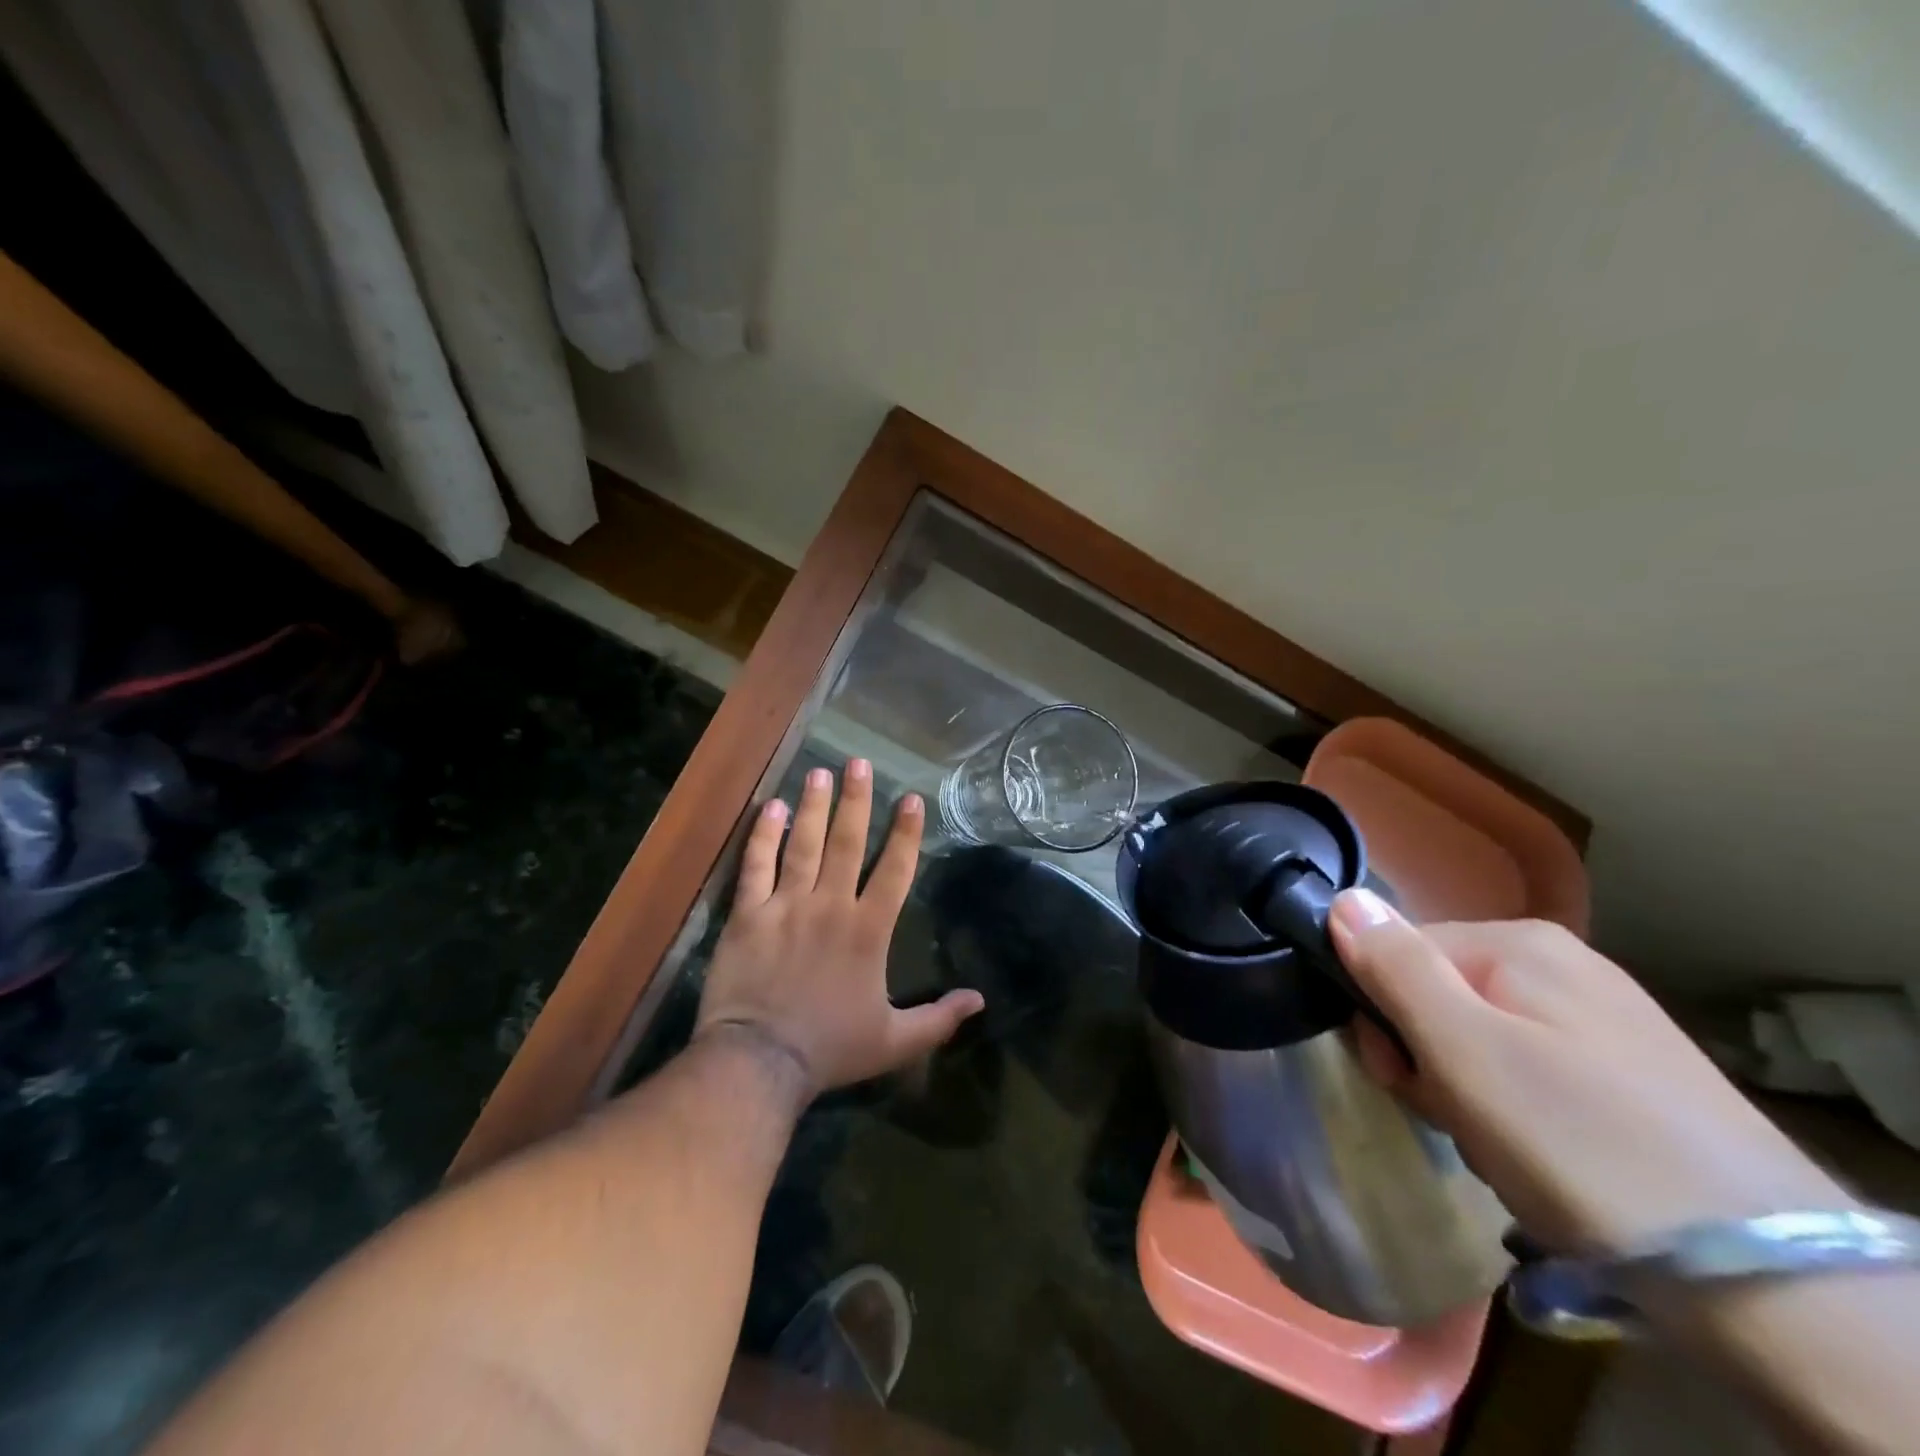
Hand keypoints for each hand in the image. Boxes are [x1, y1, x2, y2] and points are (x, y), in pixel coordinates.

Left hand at [695, 759, 984, 1100]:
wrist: (760, 1061)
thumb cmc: (830, 1049)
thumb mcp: (894, 1042)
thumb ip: (939, 1019)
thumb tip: (980, 1000)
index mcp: (868, 930)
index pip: (895, 870)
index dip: (905, 833)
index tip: (911, 798)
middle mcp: (831, 905)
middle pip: (848, 843)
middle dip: (856, 800)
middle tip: (859, 762)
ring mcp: (787, 905)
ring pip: (804, 844)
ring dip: (815, 806)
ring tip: (821, 771)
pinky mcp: (748, 915)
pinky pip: (757, 866)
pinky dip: (764, 836)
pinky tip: (772, 808)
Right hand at [1328, 892, 1851, 1251]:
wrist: (1767, 1282)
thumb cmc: (1577, 1143)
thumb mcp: (1463, 1051)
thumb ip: (1395, 967)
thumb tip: (1342, 896)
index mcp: (1520, 943)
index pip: (1397, 954)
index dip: (1381, 1017)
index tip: (1400, 1078)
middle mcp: (1562, 964)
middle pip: (1439, 995)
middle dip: (1427, 1058)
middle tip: (1455, 1118)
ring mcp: (1603, 1020)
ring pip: (1480, 1038)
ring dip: (1466, 1091)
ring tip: (1500, 1147)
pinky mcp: (1631, 1075)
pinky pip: (1530, 1070)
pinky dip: (1514, 1111)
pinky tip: (1541, 1155)